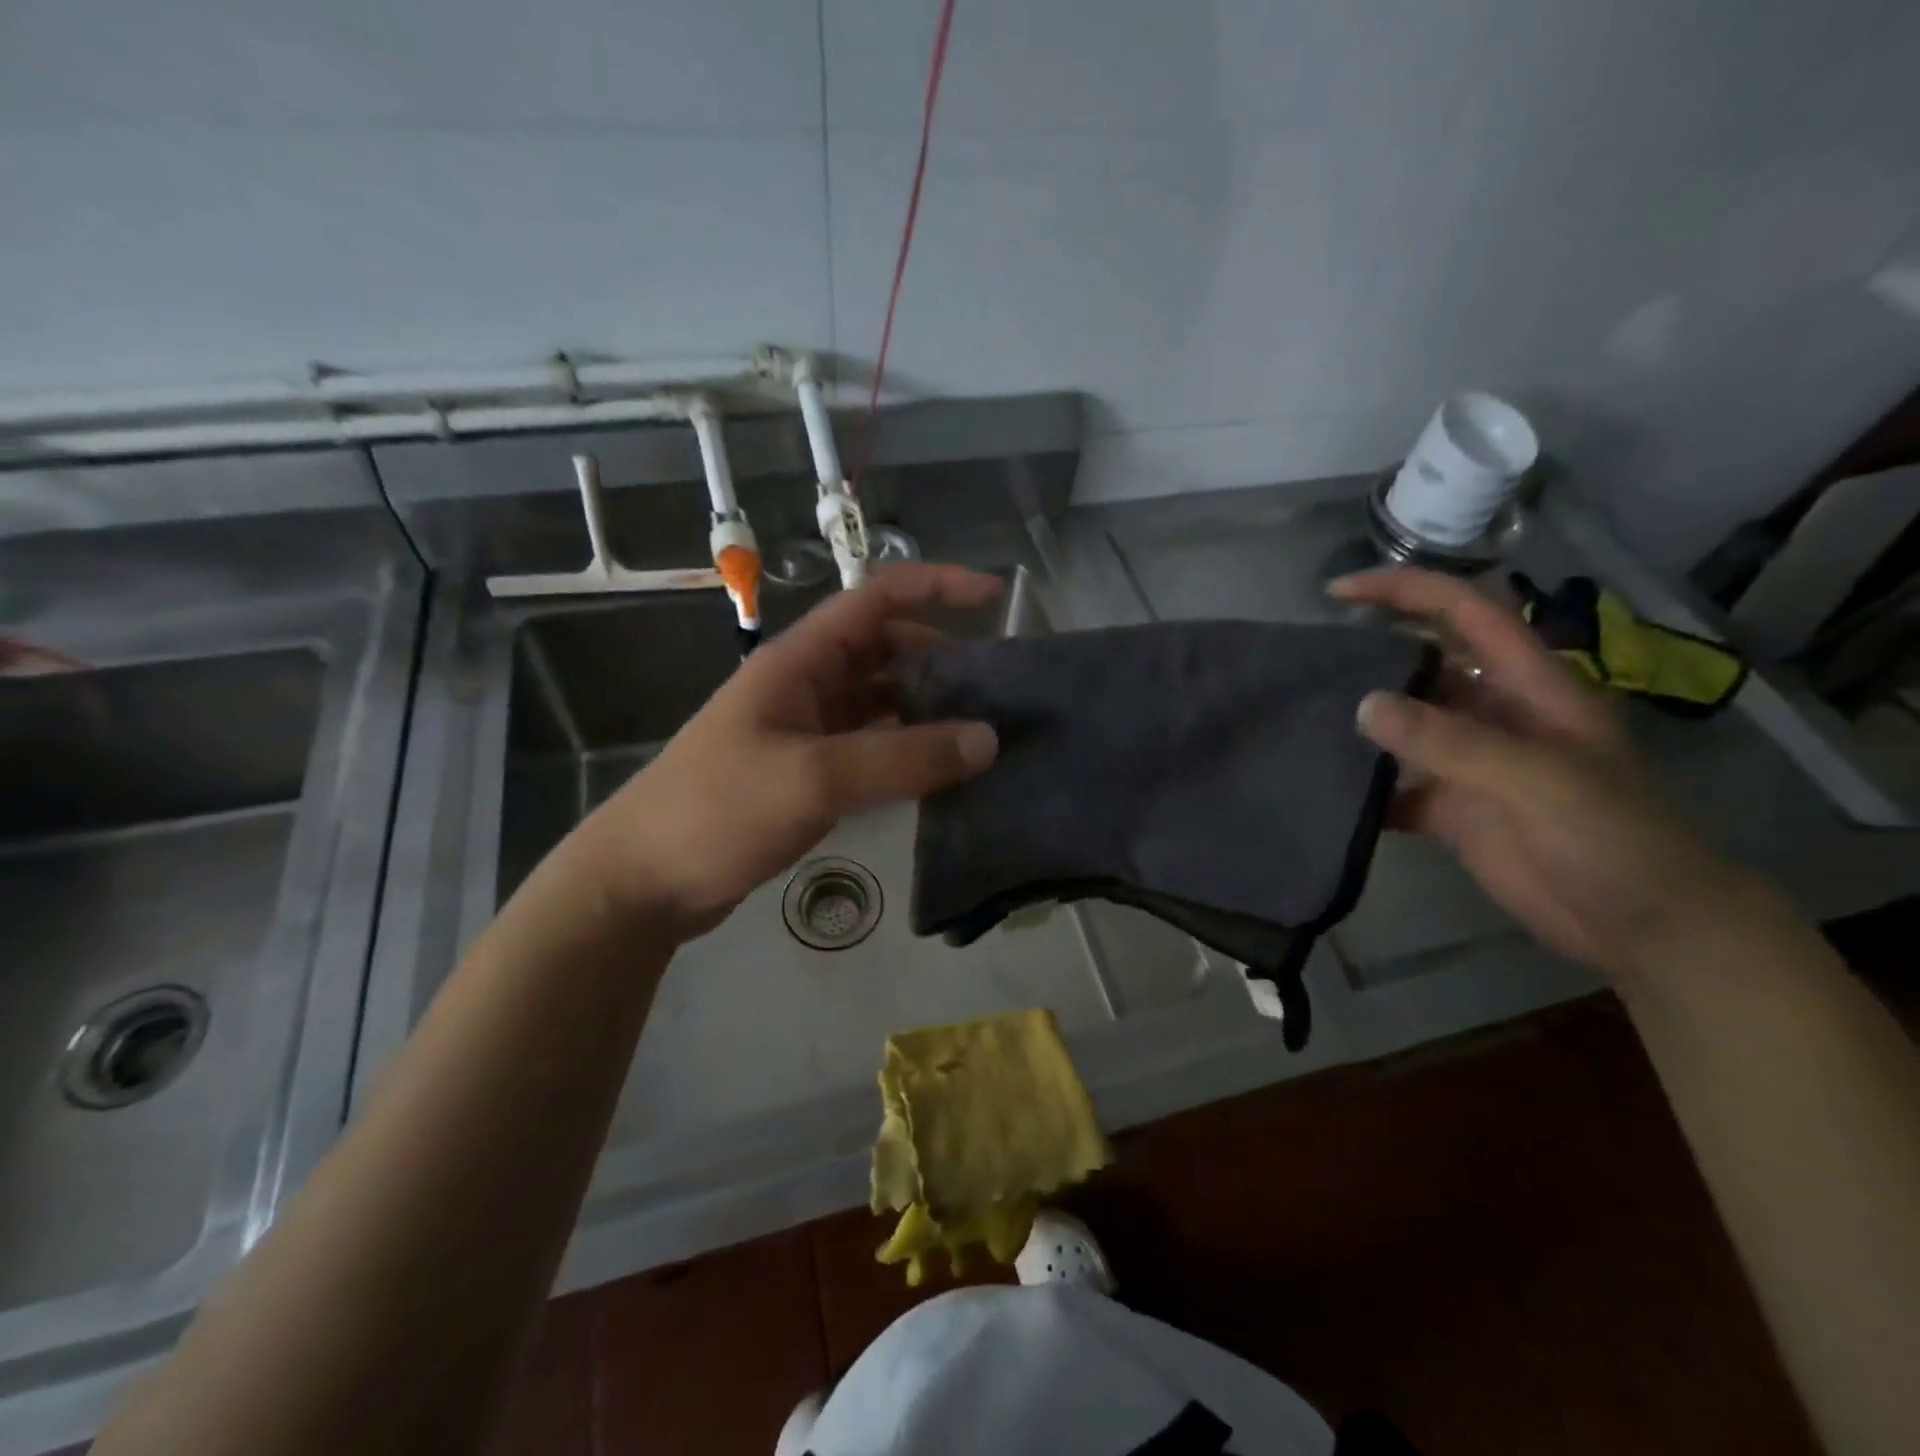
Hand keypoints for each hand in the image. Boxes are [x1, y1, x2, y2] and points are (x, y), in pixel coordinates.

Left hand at [570, 564, 1002, 940]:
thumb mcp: (813, 778)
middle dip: (943, 660)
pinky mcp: (809, 774)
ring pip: (883, 703)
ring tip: (985, 735)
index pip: (876, 600)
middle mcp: (807, 685)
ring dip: (929, 711)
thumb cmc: (717, 810)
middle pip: (887, 651)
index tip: (995, 596)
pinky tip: (942, 775)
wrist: (644, 881)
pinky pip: (873, 748)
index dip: (936, 586)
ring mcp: (807, 731)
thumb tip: (988, 739)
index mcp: (800, 661)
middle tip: (1000, 692)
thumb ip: (903, 758)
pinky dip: (908, 753)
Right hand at [1329, 568, 1758, 979]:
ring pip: (1401, 725)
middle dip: (1368, 653)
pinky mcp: (1450, 808)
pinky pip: (1394, 785)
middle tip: (1306, 660)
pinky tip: (1324, 788)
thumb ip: (1452, 741)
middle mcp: (1493, 713)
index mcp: (1528, 686)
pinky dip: (1362, 787)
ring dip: (1358, 722)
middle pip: (1422, 665)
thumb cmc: (1614, 839)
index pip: (1464, 613)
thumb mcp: (1539, 780)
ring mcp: (1469, 763)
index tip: (1338, 592)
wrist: (1645, 928)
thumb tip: (1363, 704)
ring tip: (1300, 718)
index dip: (1405, 591)